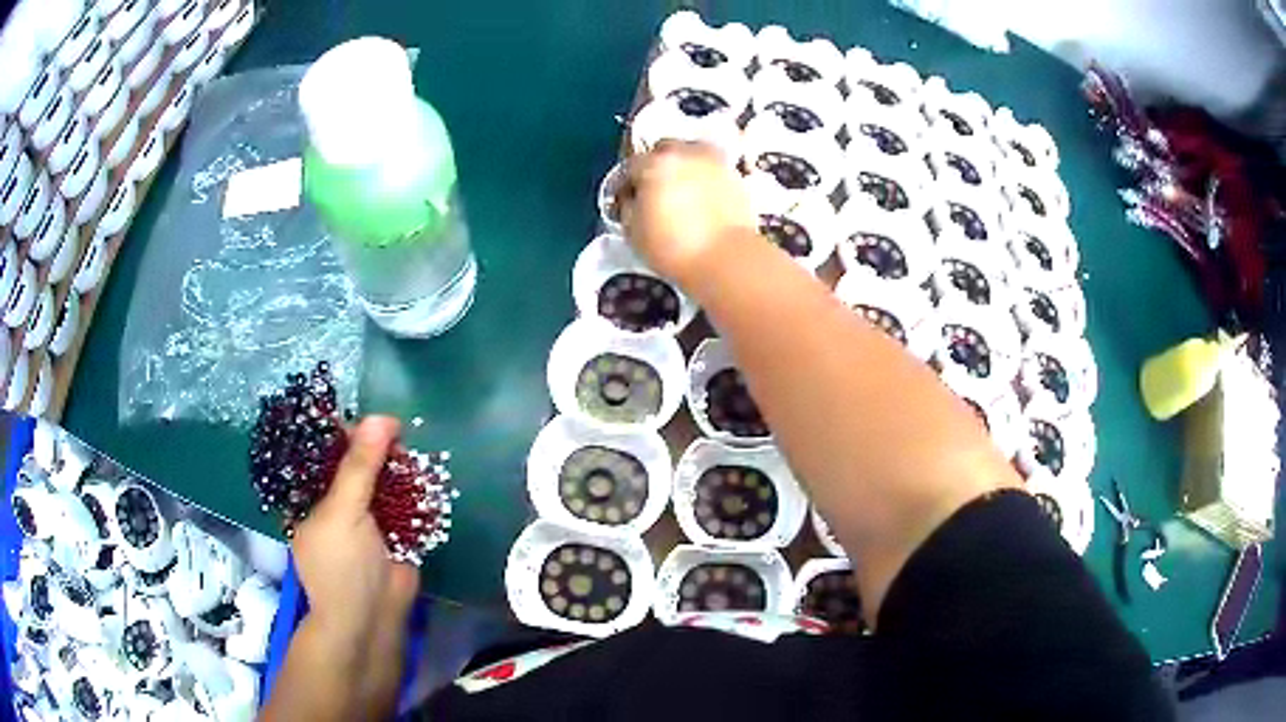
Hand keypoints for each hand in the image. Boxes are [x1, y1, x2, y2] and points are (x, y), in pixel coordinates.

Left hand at [288, 416, 418, 718]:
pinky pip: (402, 502)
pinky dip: (412, 488)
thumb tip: (382, 417)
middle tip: (397, 427)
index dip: (342, 430)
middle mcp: (336, 503)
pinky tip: (424, 470)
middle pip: (355, 463)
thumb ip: (361, 465)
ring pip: (381, 481)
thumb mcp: (344, 510)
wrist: (372, 618)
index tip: (366, 412)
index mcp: (312, 496)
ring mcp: (366, 518)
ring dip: (397, 466)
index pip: (323, 453)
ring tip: (412, 443)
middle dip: (374, 446)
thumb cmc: (342, 565)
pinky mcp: (393, 531)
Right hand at [618, 141, 755, 285]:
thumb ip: (628, 207)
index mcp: (654, 164)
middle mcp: (685, 154)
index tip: (628, 199)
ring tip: (681, 195)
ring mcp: (713, 163)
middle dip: (657, 167)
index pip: (631, 165)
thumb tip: (632, 201)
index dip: (627, 183)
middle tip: (655, 192)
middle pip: (664, 151)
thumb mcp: (633, 231)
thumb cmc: (675, 248)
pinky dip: (705, 180)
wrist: (725, 259)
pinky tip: (702, 202)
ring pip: (691, 156)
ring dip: (683, 169)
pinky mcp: (735, 177)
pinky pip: (712, 171)